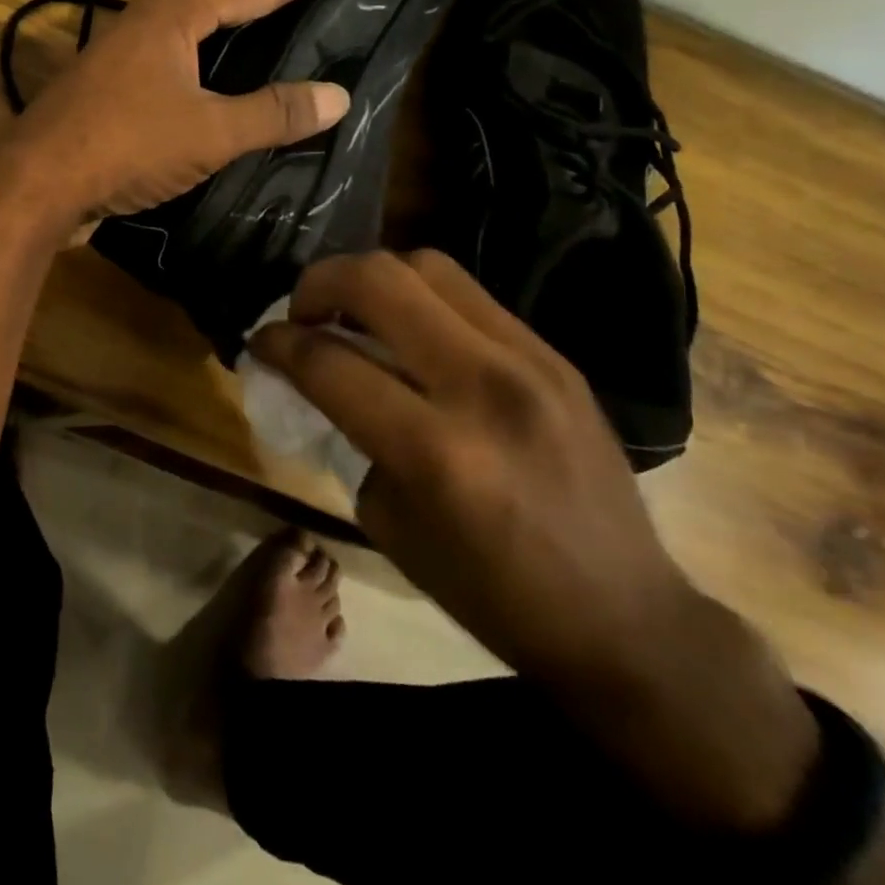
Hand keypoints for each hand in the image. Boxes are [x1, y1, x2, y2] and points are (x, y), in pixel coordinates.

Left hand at [0, 0, 370, 226]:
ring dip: (242, 18)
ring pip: (199, 26)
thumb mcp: (208, 132)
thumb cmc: (124, 145)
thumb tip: (337, 96)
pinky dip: (213, 59)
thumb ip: (272, 113)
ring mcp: (126, 54)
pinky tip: (224, 78)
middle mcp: (149, 22)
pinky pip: (179, 59)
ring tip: (283, 16)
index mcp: (176, 15)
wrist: (35, 182)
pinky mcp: (113, 88)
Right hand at [251, 249, 819, 830]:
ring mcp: (530, 361)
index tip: (260, 341)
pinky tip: (410, 330)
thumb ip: (349, 433)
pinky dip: (420, 297)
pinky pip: (468, 294)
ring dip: (371, 278)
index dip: (278, 342)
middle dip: (319, 283)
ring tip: (354, 310)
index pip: (330, 362)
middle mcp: (484, 387)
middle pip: (379, 281)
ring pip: (427, 265)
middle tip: (302, 312)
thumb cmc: (490, 591)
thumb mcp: (389, 522)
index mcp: (436, 451)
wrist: (624, 618)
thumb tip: (318, 375)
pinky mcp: (554, 354)